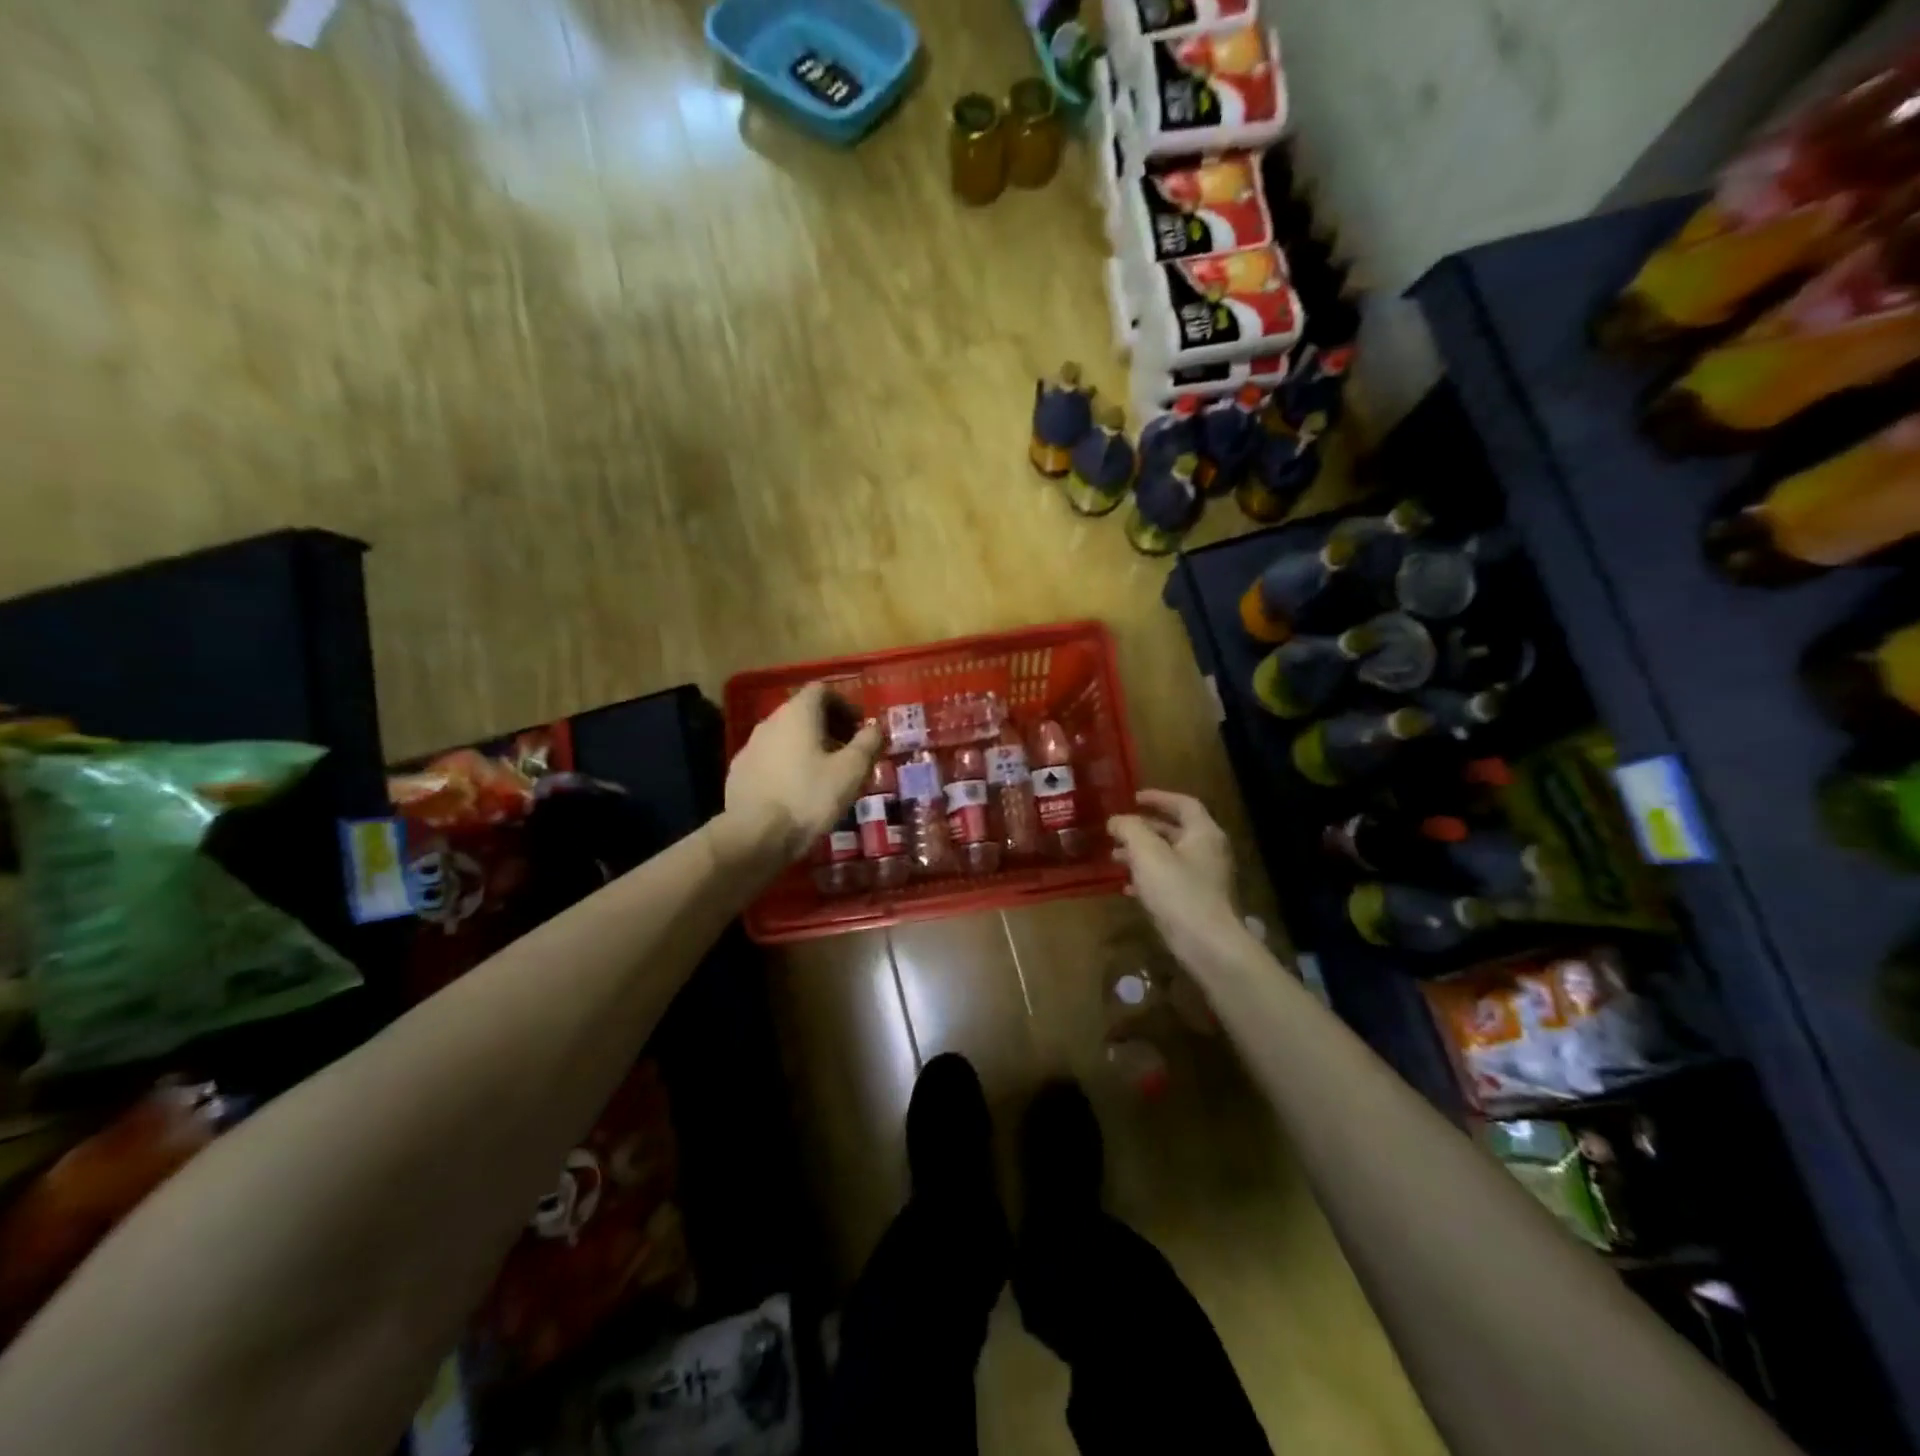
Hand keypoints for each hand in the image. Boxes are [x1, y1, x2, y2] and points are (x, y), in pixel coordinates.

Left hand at [719, 683, 883, 871]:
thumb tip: (875, 726)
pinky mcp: (739, 772)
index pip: (821, 691)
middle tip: (848, 753)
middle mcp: (770, 722)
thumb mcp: (851, 771)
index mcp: (797, 713)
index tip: (859, 728)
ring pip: (786, 736)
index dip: (844, 705)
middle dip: (829, 727)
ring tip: (825, 775)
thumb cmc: (809, 797)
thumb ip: (867, 743)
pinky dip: (788, 765)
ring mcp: (750, 746)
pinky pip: (770, 758)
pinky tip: (797, 791)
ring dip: (808, 747)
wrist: (754, 835)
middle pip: (803, 712)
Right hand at [1108, 790, 1239, 959]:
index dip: (1158, 797)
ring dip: (1142, 854)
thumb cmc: (1178, 891)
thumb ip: (1130, 829)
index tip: (1133, 798)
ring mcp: (1205, 879)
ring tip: (1115, 858)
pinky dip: (1149, 878)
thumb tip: (1117, 820)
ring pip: (1170, 857)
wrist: (1207, 945)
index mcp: (1203, 833)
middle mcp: (1209, 852)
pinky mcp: (1198, 902)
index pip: (1183, 803)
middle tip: (1117, 830)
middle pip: (1175, 830)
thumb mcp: (1147, 853)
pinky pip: (1170, 881)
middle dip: (1144, 828)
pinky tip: (1127, 888)